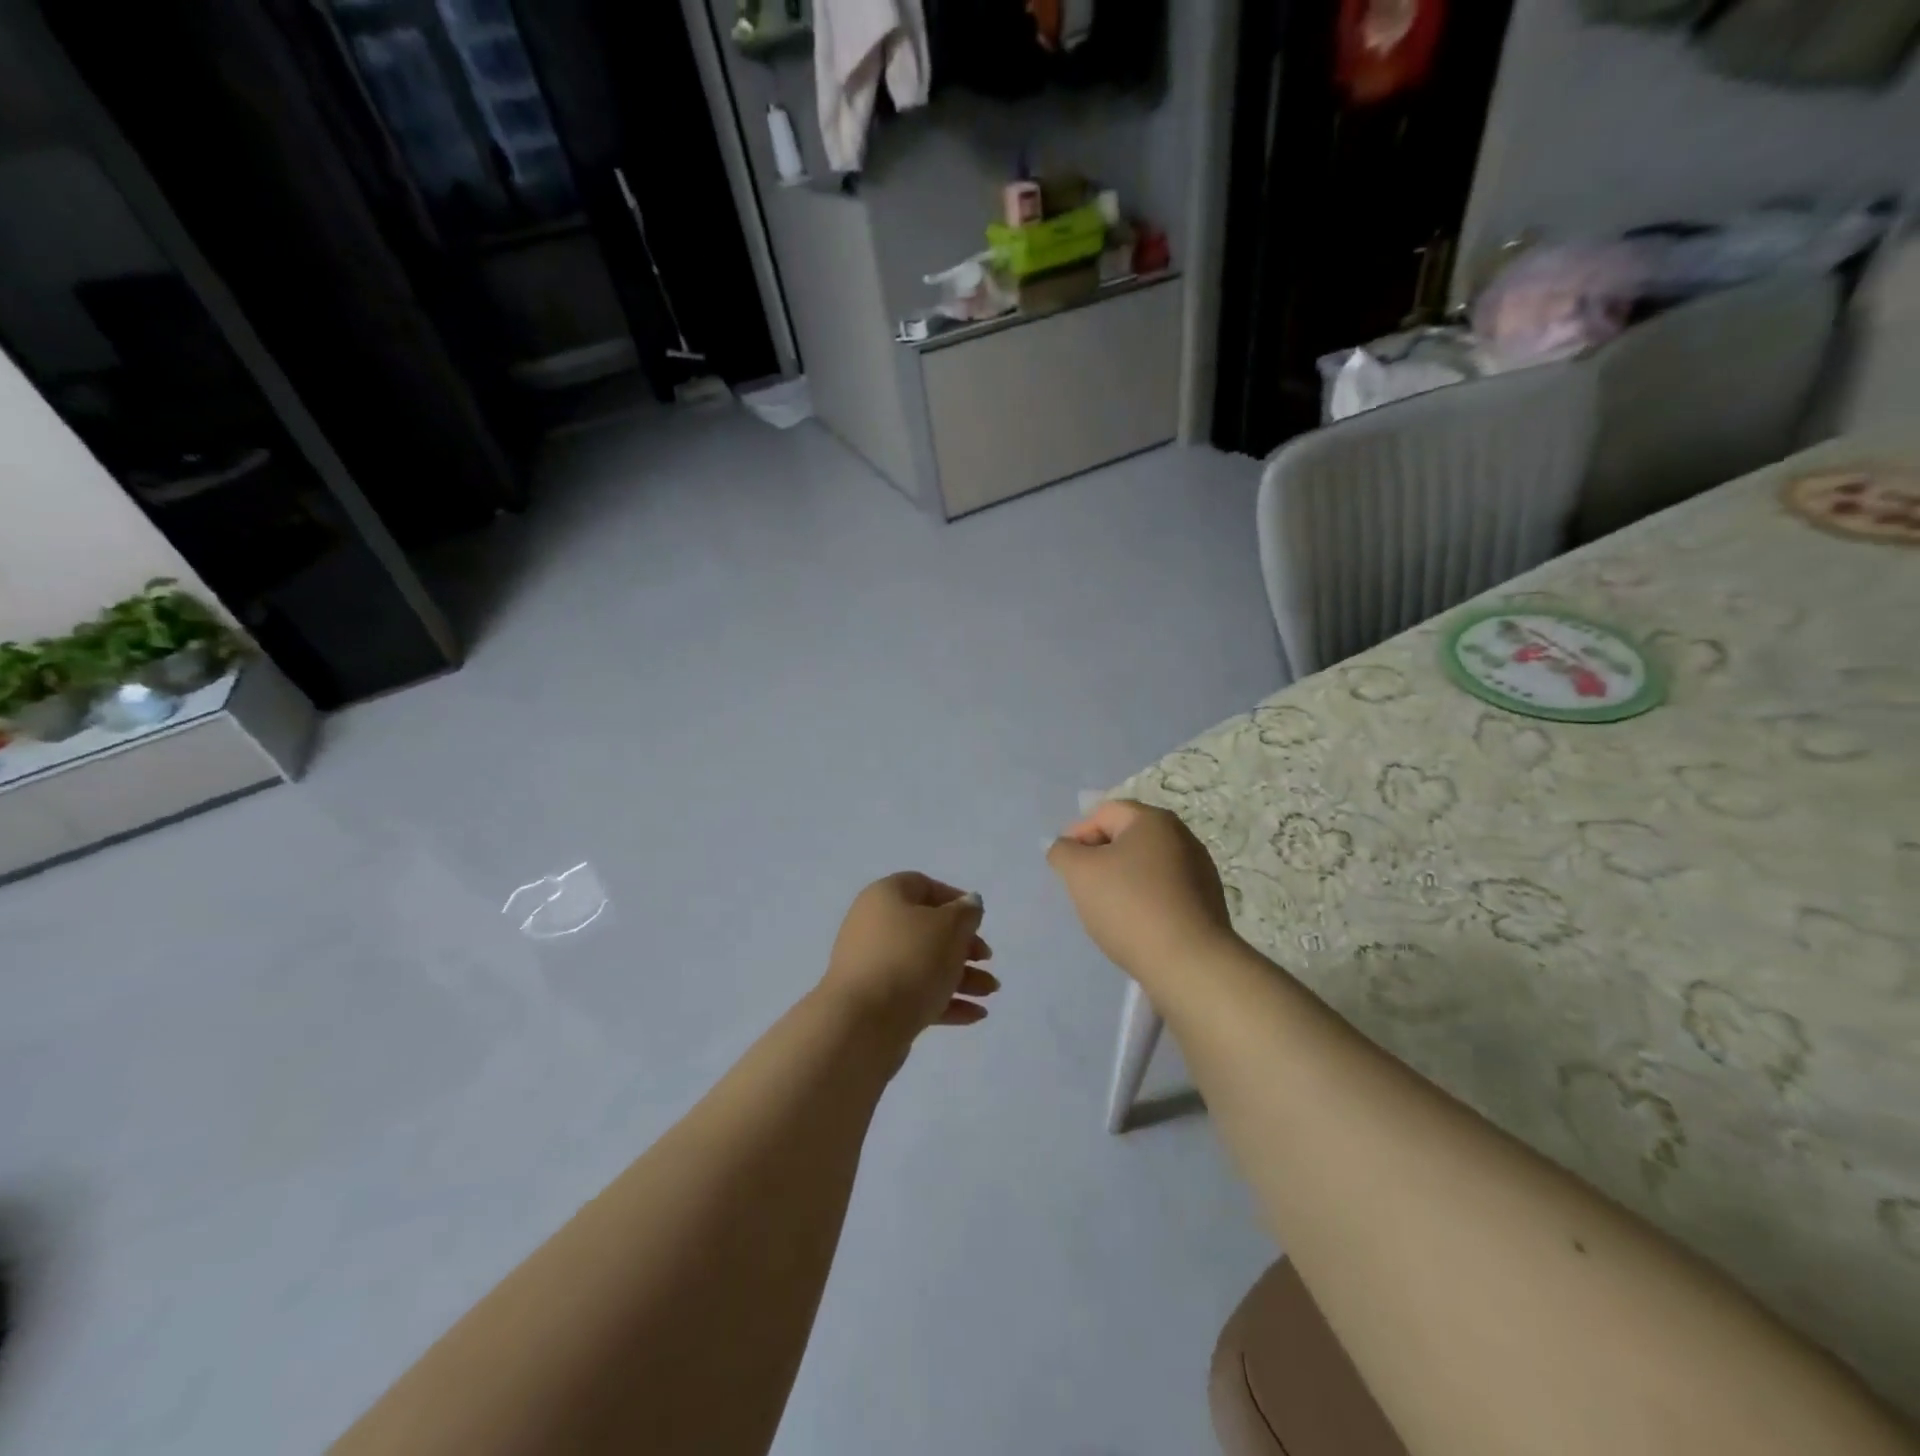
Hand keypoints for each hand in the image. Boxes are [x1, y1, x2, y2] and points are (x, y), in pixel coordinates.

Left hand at [819, 873, 997, 1042]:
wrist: (863, 1023)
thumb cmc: (910, 960)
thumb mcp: (949, 927)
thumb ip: (966, 912)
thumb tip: (968, 903)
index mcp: (885, 897)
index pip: (922, 886)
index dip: (954, 899)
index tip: (978, 919)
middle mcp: (873, 926)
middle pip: (926, 929)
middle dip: (963, 946)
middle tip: (987, 960)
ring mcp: (872, 966)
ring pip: (924, 964)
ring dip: (961, 976)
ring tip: (990, 993)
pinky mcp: (876, 1002)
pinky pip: (915, 994)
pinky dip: (945, 1000)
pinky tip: (976, 1015)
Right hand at [1047, 800, 1235, 982]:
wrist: (1188, 962)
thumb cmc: (1129, 906)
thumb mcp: (1079, 873)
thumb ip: (1063, 851)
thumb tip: (1067, 848)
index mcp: (1153, 820)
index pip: (1103, 813)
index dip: (1077, 835)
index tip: (1066, 868)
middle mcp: (1182, 836)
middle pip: (1126, 838)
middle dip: (1099, 859)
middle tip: (1084, 888)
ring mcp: (1199, 869)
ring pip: (1145, 866)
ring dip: (1121, 880)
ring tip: (1108, 911)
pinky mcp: (1206, 901)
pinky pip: (1163, 890)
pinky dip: (1144, 899)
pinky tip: (1136, 925)